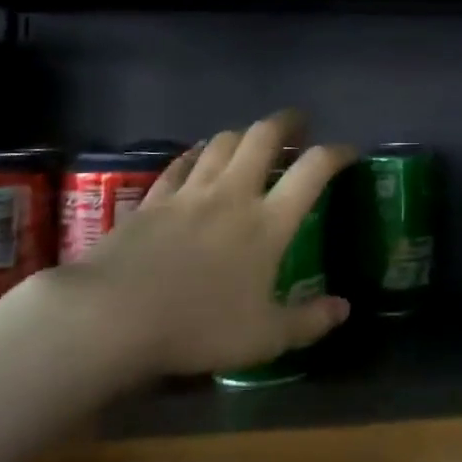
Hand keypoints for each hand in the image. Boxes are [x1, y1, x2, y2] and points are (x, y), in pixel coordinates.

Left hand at [45, 110, 356, 376]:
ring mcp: (189, 193)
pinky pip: (181, 164)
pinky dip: (197, 154)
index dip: (336, 153)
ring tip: (251, 140)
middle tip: (298, 125)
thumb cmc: (198, 327)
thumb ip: (309, 321)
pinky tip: (199, 157)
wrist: (113, 317)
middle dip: (286, 123)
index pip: (312, 171)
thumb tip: (344, 308)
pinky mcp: (152, 200)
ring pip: (221, 143)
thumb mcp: (265, 338)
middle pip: (263, 137)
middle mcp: (232, 195)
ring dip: (242, 134)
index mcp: (267, 223)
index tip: (349, 152)